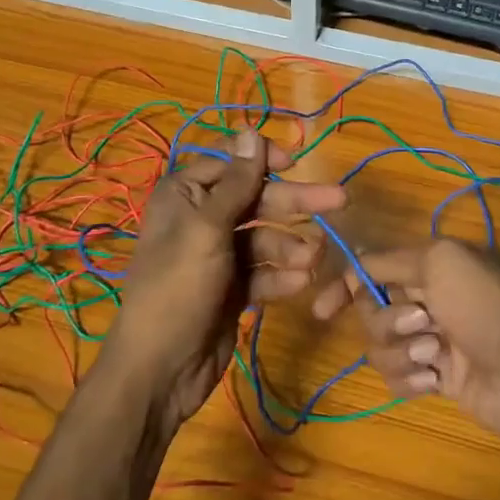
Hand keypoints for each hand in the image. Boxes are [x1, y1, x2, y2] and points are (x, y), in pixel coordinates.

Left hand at [105, 129, 346, 427]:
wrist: (160, 369)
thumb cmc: (179, 287)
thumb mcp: (208, 229)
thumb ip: (237, 182)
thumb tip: (251, 129)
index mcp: (185, 194)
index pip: (230, 162)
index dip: (263, 160)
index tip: (296, 164)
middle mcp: (201, 218)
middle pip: (256, 199)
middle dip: (294, 203)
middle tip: (339, 200)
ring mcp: (218, 255)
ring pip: (265, 237)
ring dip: (291, 246)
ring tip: (313, 259)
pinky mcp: (232, 288)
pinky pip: (263, 271)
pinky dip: (281, 276)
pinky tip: (300, 284)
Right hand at [312, 239, 499, 450]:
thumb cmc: (487, 308)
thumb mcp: (441, 262)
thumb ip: (390, 260)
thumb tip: (355, 266)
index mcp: (427, 265)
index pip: (370, 269)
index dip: (343, 287)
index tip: (321, 311)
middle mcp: (424, 298)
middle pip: (370, 311)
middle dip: (387, 321)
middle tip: (423, 323)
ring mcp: (429, 340)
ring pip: (379, 347)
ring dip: (401, 352)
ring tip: (437, 356)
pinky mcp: (434, 378)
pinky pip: (397, 378)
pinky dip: (411, 378)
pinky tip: (437, 381)